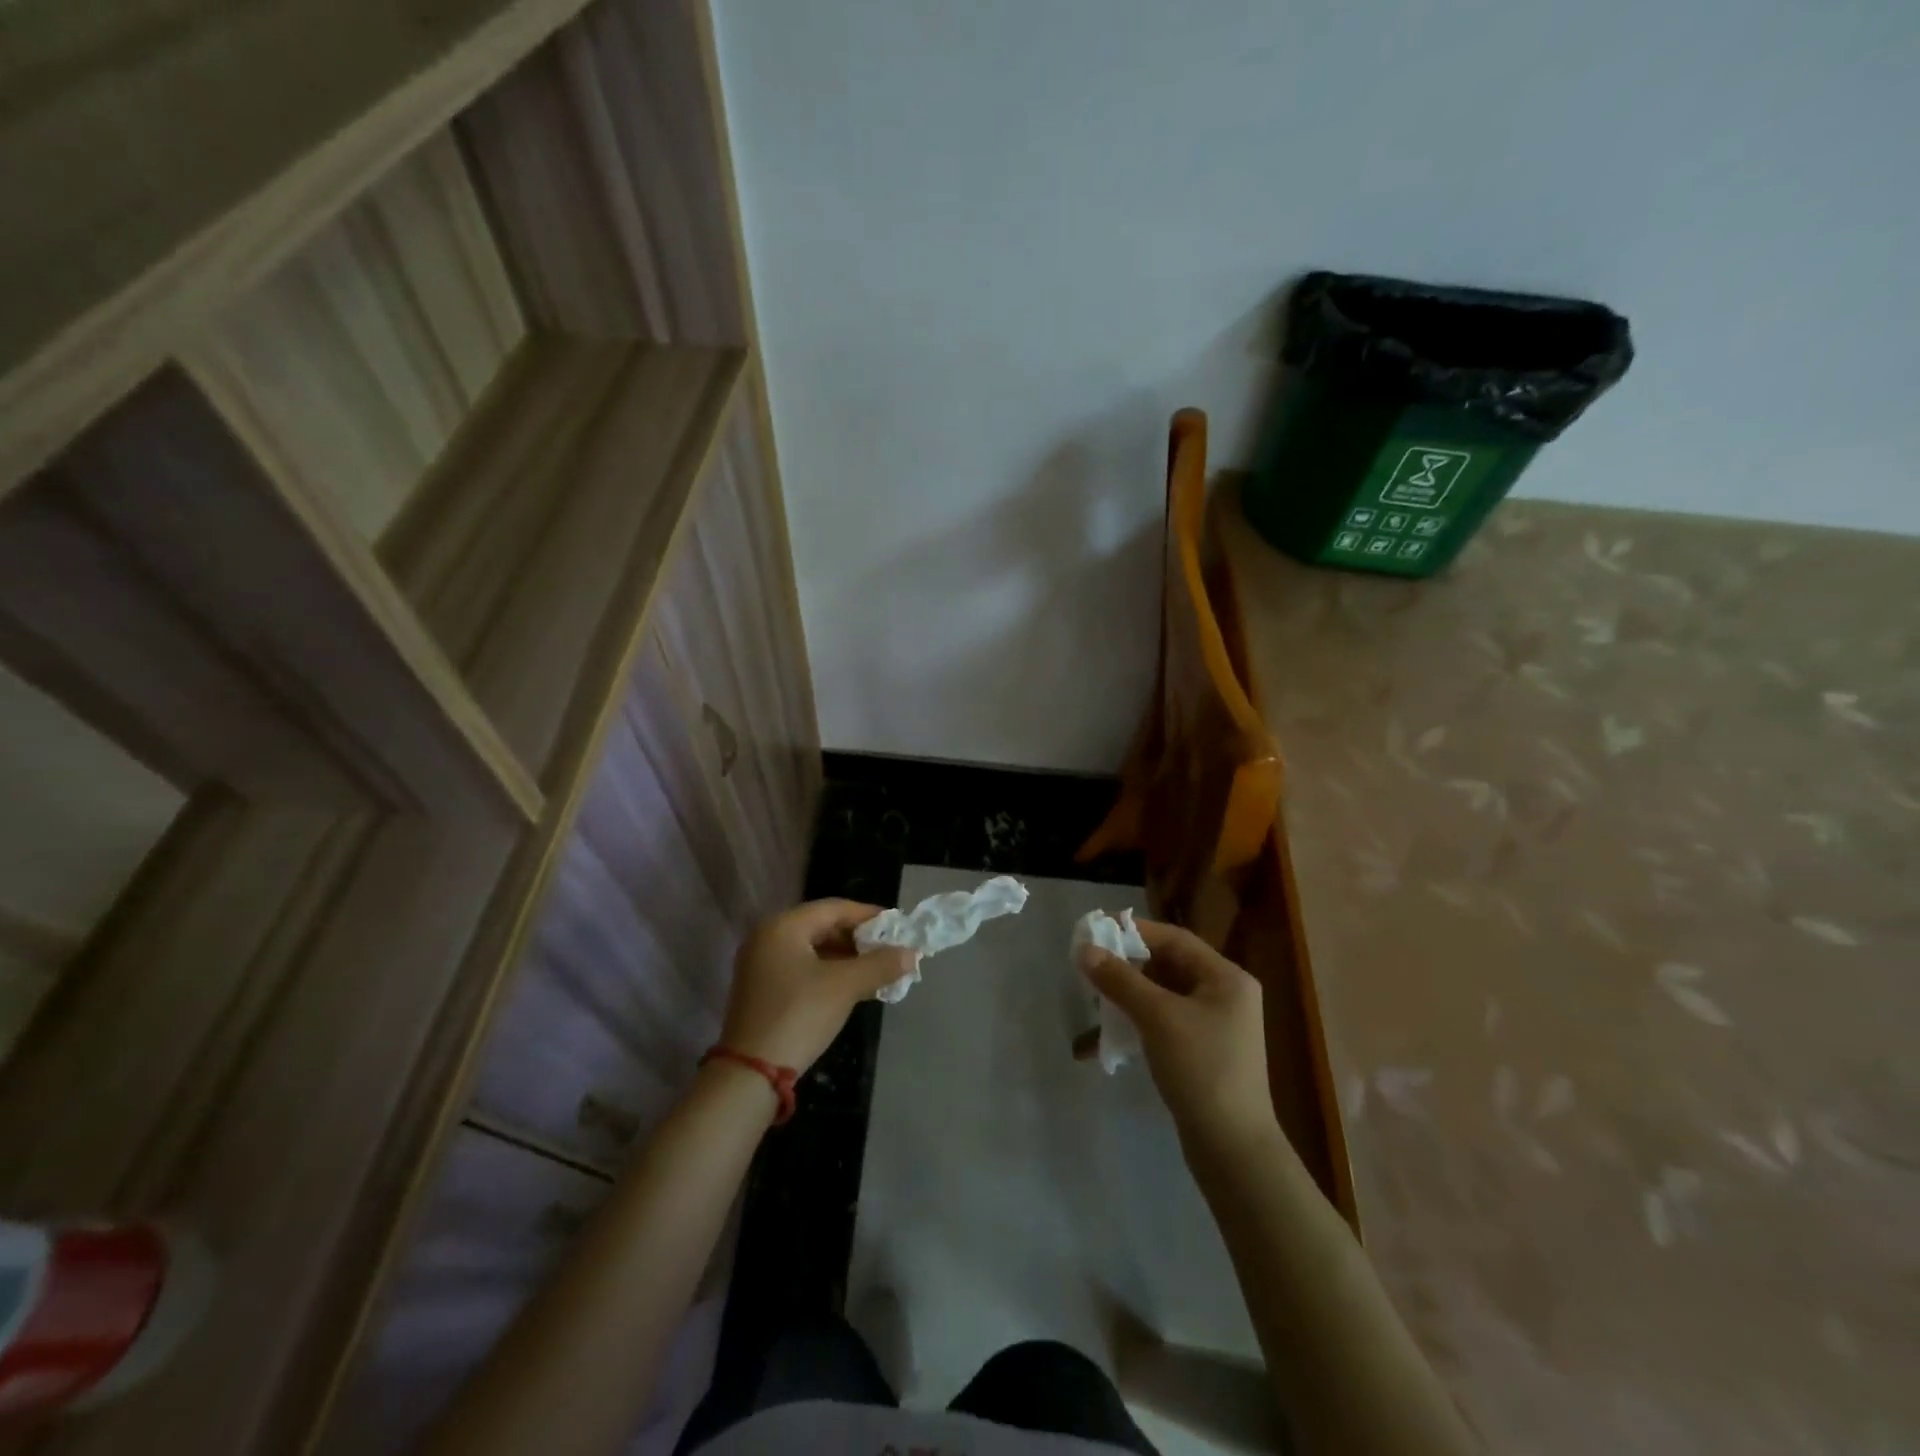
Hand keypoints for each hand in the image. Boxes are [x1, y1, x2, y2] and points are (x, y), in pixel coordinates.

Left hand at [720, 900, 916, 1071]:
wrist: (751, 1073)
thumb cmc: (799, 1015)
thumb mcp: (845, 986)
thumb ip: (880, 965)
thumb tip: (911, 953)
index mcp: (783, 926)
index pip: (834, 908)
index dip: (869, 916)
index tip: (898, 927)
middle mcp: (768, 937)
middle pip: (823, 927)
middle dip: (859, 939)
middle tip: (890, 951)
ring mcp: (761, 964)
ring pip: (814, 950)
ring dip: (847, 958)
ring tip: (878, 971)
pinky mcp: (763, 989)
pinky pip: (803, 968)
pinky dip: (829, 973)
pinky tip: (854, 987)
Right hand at [1079, 920, 1274, 1149]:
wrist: (1233, 1149)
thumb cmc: (1201, 1069)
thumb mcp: (1157, 1017)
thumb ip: (1119, 979)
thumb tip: (1084, 949)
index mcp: (1226, 978)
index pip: (1174, 939)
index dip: (1133, 931)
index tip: (1095, 930)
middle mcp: (1225, 995)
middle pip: (1168, 966)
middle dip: (1126, 967)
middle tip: (1090, 968)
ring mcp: (1215, 1026)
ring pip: (1162, 997)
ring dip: (1127, 997)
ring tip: (1095, 1002)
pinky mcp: (1203, 1053)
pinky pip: (1164, 1024)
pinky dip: (1137, 1023)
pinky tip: (1109, 1038)